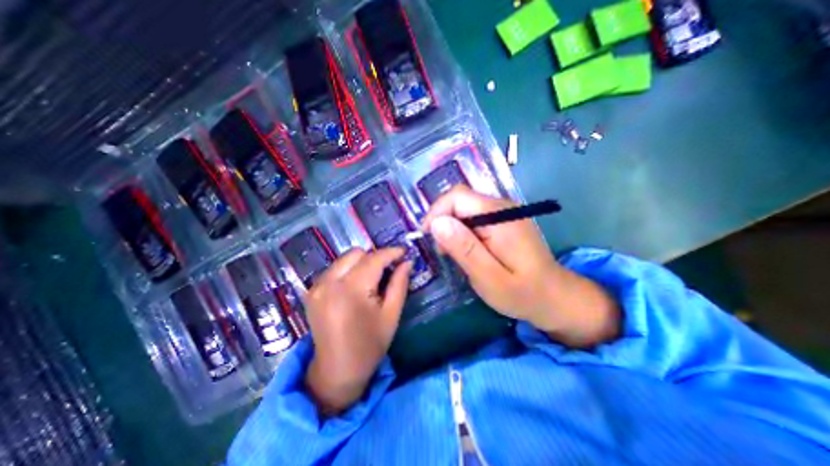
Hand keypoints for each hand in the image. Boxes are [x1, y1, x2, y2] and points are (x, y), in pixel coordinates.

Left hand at [304, 248, 408, 413]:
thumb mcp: (391, 315)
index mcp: (351, 290)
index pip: (374, 259)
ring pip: (344, 259)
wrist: (336, 372)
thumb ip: (399, 284)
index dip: (391, 253)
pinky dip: (349, 270)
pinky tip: (356, 286)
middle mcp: (329, 283)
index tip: (404, 252)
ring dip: (361, 262)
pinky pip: (334, 269)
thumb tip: (407, 262)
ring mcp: (317, 286)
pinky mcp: (312, 291)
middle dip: (375, 257)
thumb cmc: (369, 346)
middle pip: (356, 253)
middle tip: (388, 269)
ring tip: (373, 278)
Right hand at [423, 185, 614, 348]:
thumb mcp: (489, 277)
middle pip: (460, 200)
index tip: (428, 237)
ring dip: (452, 228)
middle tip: (443, 252)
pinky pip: (473, 217)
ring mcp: (504, 212)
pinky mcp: (503, 221)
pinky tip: (467, 251)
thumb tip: (437, 223)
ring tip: (454, 255)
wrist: (554, 297)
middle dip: (443, 222)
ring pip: (464, 209)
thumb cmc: (522, 293)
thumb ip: (464, 249)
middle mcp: (502, 206)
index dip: (437, 212)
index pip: (457, 196)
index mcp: (500, 216)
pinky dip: (462, 231)